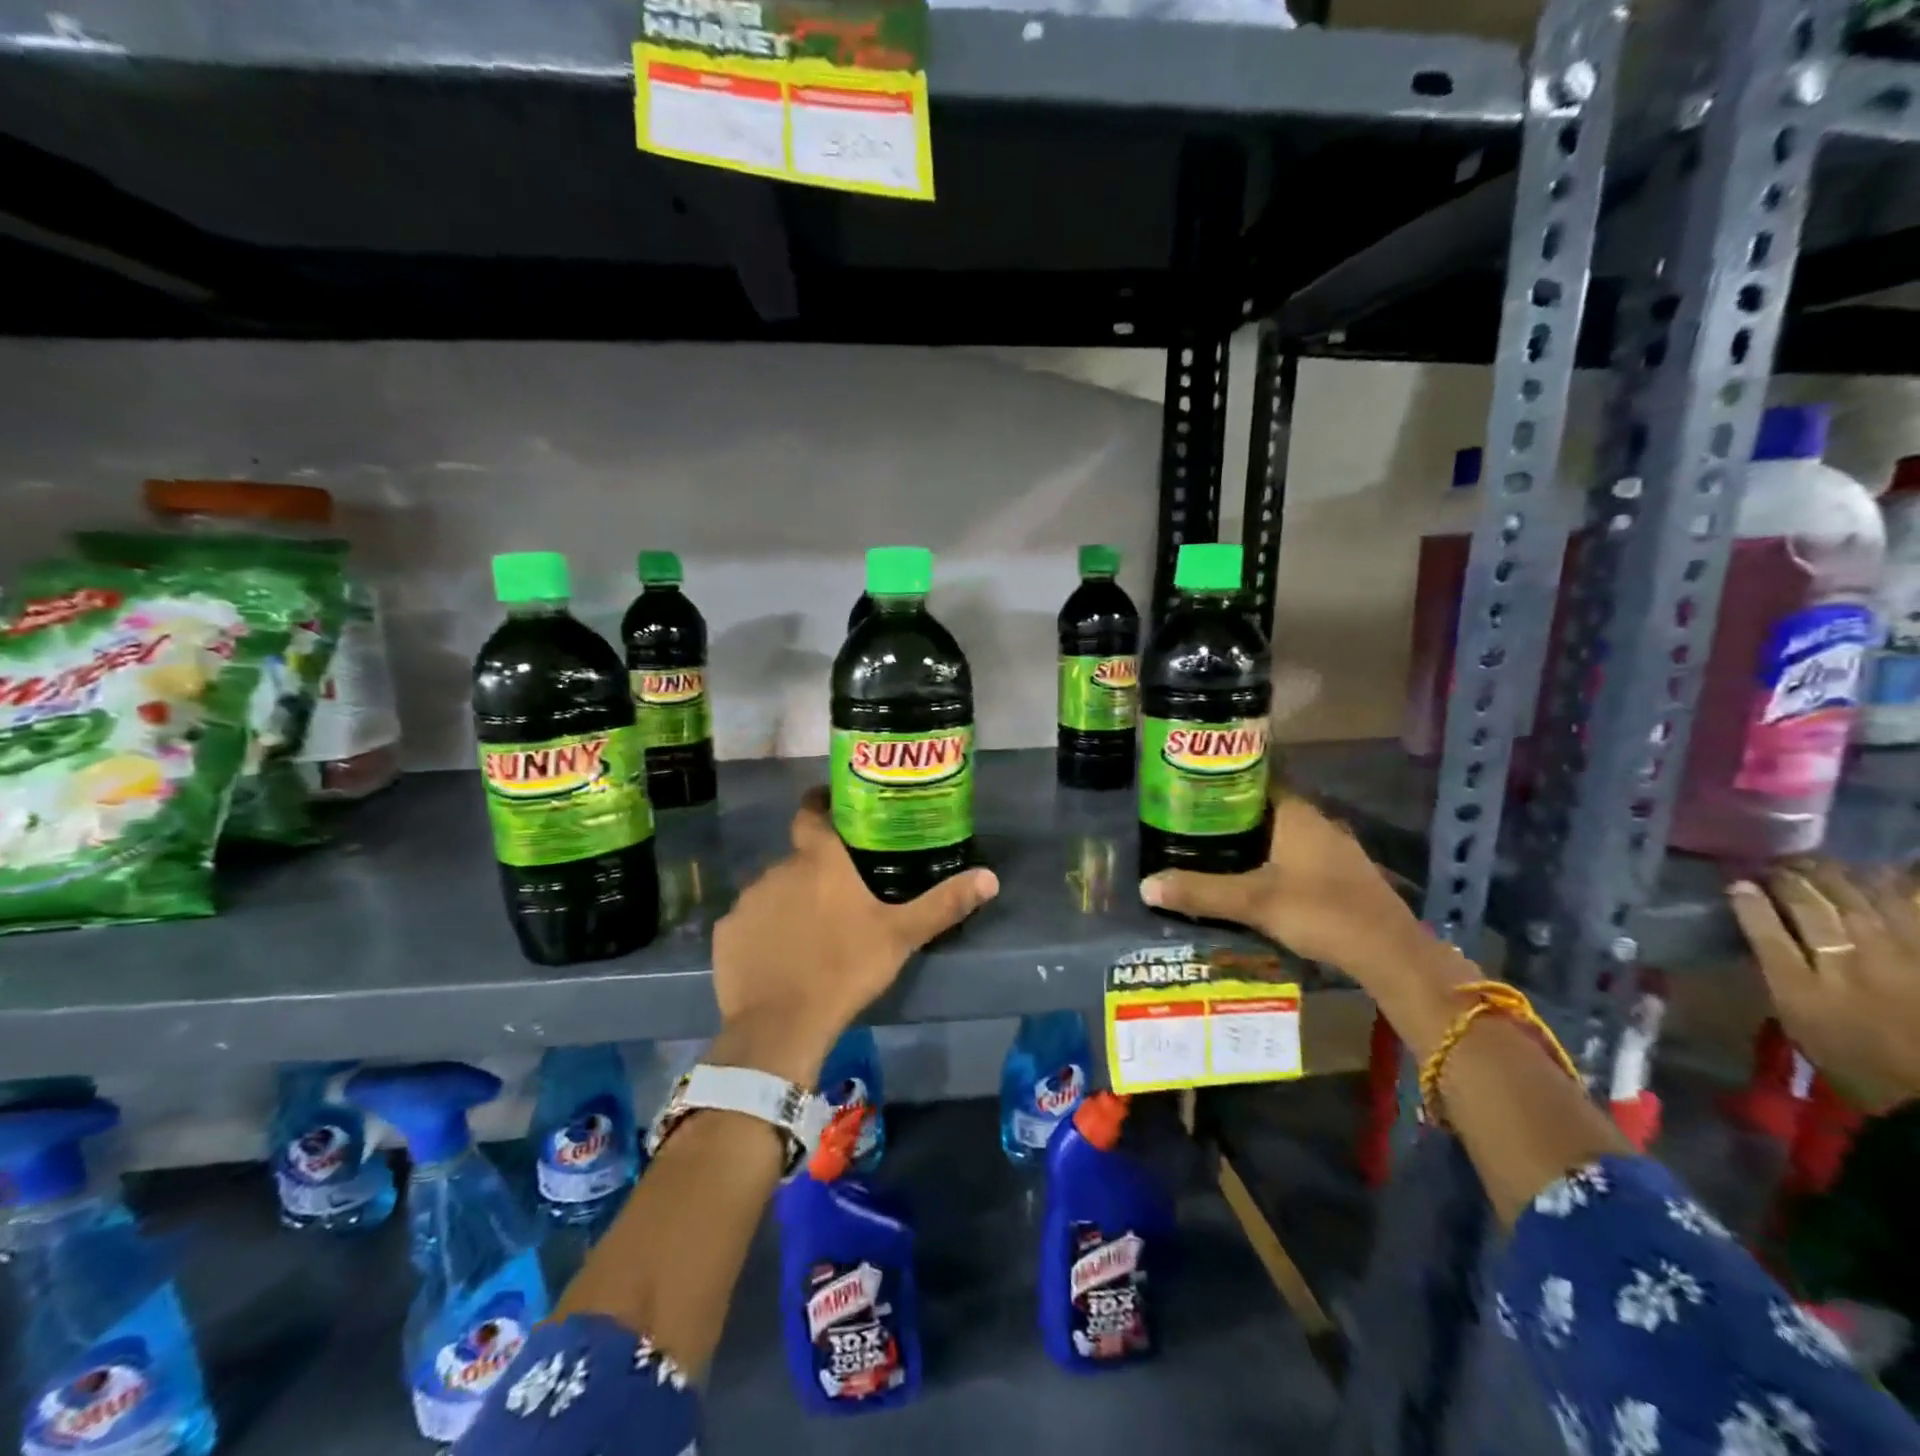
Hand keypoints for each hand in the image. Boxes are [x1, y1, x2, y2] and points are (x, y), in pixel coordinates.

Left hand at [709, 788, 998, 1084]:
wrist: (781, 1024)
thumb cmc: (846, 968)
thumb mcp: (901, 935)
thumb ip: (944, 903)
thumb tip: (991, 877)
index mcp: (819, 859)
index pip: (811, 811)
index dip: (819, 803)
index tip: (830, 808)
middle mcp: (778, 869)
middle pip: (797, 858)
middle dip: (814, 870)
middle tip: (838, 895)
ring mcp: (747, 900)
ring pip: (773, 890)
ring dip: (789, 901)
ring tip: (810, 931)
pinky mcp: (726, 933)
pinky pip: (748, 922)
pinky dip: (763, 931)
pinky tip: (778, 957)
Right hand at [1139, 791, 1426, 977]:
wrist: (1390, 954)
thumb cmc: (1321, 911)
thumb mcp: (1253, 902)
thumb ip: (1201, 892)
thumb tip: (1145, 885)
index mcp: (1296, 814)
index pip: (1254, 781)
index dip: (1222, 782)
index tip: (1189, 790)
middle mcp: (1317, 823)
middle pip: (1264, 810)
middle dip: (1229, 817)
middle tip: (1189, 825)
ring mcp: (1333, 851)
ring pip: (1281, 837)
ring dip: (1251, 843)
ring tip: (1210, 853)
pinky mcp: (1341, 877)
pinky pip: (1295, 859)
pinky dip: (1270, 864)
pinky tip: (1250, 882)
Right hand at [1728, 861, 1919, 1114]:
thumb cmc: (1855, 1056)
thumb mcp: (1801, 1021)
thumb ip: (1778, 972)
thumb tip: (1756, 929)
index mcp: (1805, 987)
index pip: (1766, 930)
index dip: (1749, 901)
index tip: (1735, 882)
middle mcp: (1850, 965)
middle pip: (1814, 908)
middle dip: (1790, 880)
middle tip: (1774, 865)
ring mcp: (1900, 957)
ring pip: (1863, 900)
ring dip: (1836, 876)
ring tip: (1817, 864)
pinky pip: (1913, 910)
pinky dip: (1899, 889)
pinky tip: (1883, 875)